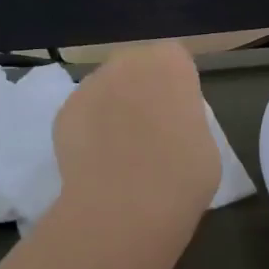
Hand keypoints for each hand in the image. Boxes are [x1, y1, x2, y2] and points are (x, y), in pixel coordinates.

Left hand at [52, 43, 219, 229]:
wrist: (125, 206)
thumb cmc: (182, 174)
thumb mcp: (205, 142)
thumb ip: (186, 119)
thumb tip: (171, 124)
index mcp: (170, 63)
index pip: (175, 61)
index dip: (177, 88)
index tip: (180, 116)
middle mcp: (128, 61)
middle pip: (136, 68)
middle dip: (141, 91)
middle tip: (149, 131)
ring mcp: (91, 84)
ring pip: (106, 90)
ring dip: (112, 109)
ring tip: (119, 151)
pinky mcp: (64, 112)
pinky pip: (83, 115)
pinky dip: (88, 132)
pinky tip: (97, 162)